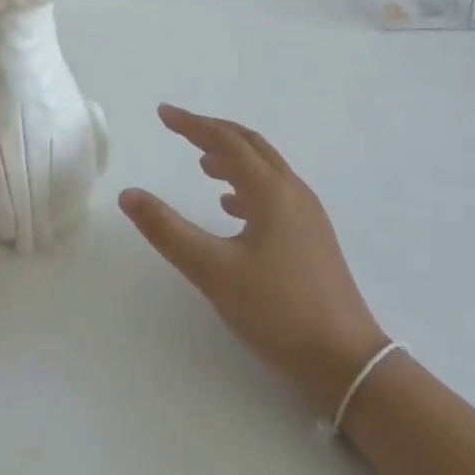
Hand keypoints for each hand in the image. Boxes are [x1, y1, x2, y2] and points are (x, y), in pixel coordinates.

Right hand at [120, 104, 387, 413]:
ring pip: (265, 170)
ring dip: (232, 159)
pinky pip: (275, 194)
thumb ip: (167, 230)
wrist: (346, 361)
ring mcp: (308, 216)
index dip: (192, 125)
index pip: (226, 142)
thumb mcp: (212, 271)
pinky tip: (231, 207)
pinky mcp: (312, 239)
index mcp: (271, 192)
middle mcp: (293, 193)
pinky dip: (247, 187)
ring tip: (202, 164)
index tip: (163, 114)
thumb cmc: (277, 310)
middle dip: (214, 132)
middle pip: (251, 146)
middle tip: (181, 128)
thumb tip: (129, 194)